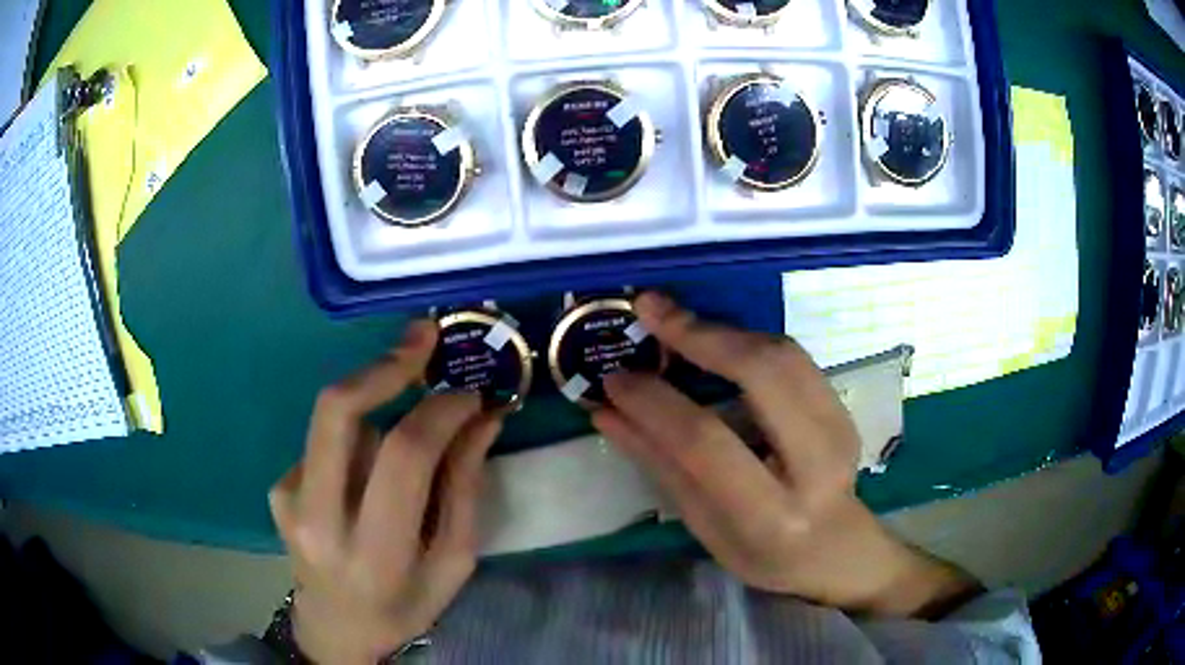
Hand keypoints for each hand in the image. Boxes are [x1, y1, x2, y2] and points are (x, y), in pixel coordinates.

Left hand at [269, 321, 500, 664]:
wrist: (335, 627)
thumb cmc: (405, 605)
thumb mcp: (453, 562)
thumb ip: (466, 489)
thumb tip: (482, 418)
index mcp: (374, 551)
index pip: (403, 456)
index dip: (439, 411)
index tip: (468, 390)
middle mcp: (318, 519)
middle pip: (338, 412)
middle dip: (385, 365)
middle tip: (423, 338)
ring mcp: (288, 499)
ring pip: (335, 420)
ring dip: (377, 410)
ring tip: (401, 442)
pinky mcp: (278, 489)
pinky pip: (325, 443)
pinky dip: (356, 443)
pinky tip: (364, 478)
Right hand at [593, 293, 978, 617]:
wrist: (835, 548)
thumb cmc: (761, 554)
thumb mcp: (703, 524)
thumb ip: (659, 464)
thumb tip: (606, 411)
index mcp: (772, 514)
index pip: (706, 443)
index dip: (656, 403)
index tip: (616, 377)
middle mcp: (816, 464)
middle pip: (762, 375)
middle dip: (701, 335)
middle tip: (650, 310)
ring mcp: (839, 427)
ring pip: (782, 353)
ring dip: (723, 329)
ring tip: (674, 319)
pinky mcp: (843, 406)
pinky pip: (792, 356)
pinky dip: (746, 339)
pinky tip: (713, 337)